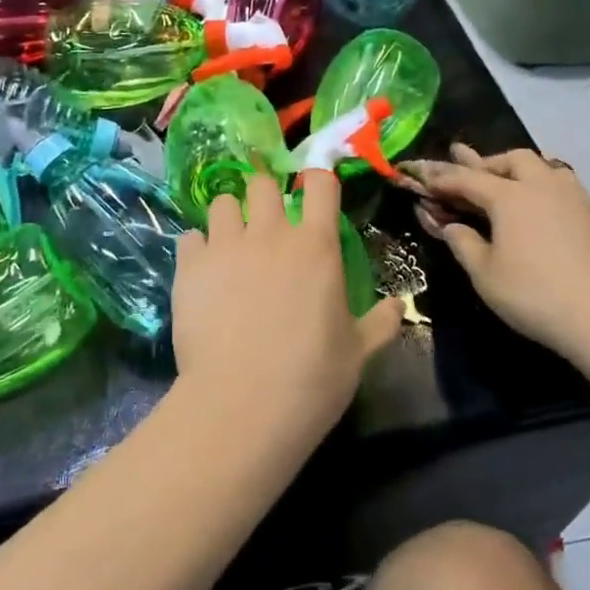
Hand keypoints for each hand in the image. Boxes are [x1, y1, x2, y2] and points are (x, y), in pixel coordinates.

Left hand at [171, 171, 403, 430]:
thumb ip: (380, 323)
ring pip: (221, 202)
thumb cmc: (311, 379)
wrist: (242, 405)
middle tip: (266, 225)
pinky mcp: (190, 267)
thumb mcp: (357, 353)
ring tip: (230, 244)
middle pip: (262, 184)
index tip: (316, 196)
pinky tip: (202, 273)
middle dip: (264, 196)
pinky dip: (197, 248)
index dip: (318, 184)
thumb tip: (399, 306)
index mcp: (316, 247)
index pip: (320, 186)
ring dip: (228, 217)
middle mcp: (270, 234)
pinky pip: (190, 237)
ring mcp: (226, 247)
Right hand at [406, 145, 589, 365]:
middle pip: (513, 159)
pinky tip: (549, 212)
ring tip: (512, 183)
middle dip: (487, 163)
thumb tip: (451, 225)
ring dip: (523, 171)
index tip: (422, 174)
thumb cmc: (534, 295)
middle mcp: (545, 186)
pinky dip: (549, 192)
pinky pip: (569, 190)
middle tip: (470, 172)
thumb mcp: (484, 274)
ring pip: (547, 168)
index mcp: (510, 196)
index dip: (441, 176)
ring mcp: (578, 198)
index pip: (467, 178)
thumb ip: (462, 243)